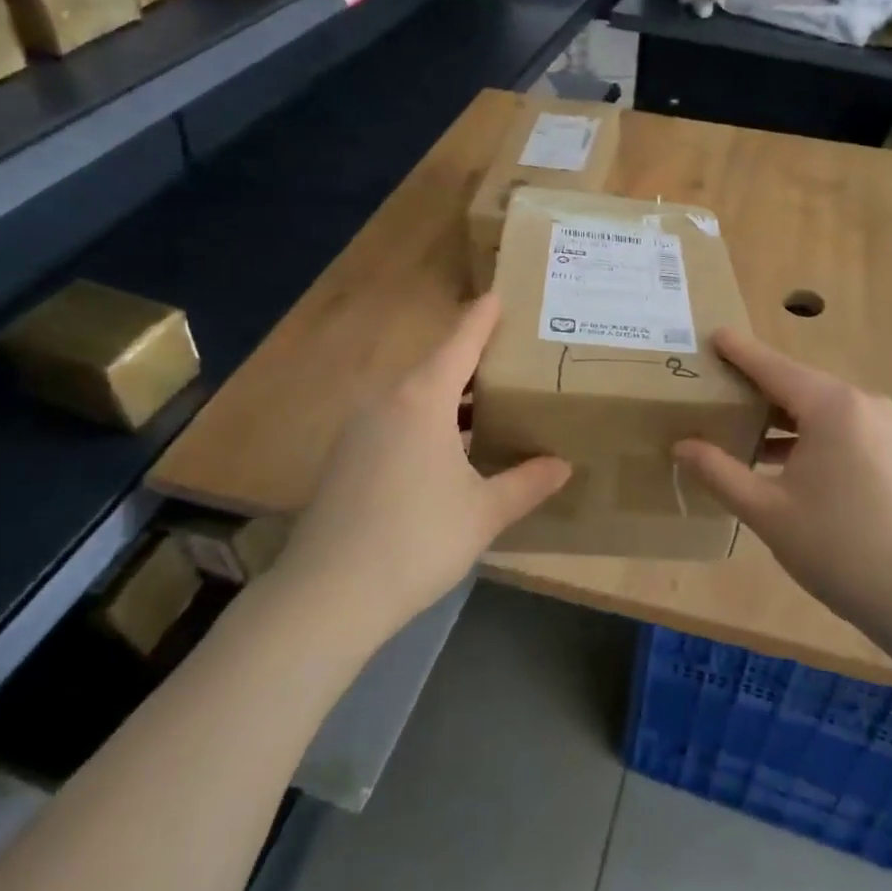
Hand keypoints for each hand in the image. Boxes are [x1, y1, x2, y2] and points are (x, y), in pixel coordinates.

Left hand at [272, 294, 570, 641]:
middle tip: (509, 362)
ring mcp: (359, 430)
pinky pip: (394, 422)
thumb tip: (563, 466)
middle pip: (435, 368)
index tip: (497, 296)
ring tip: (485, 409)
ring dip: (448, 399)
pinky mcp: (344, 459)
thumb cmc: (418, 539)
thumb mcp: (484, 512)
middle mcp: (387, 402)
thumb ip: (526, 483)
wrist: (328, 595)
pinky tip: (444, 454)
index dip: (481, 320)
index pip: (460, 344)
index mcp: (423, 400)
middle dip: (471, 364)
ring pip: (412, 398)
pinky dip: (425, 423)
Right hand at [674, 330, 891, 651]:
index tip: (712, 335)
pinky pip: (842, 428)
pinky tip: (784, 463)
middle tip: (714, 390)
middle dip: (756, 387)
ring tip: (740, 430)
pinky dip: (808, 435)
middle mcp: (862, 404)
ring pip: (820, 409)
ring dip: (781, 416)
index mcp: (831, 406)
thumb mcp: (769, 512)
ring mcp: (887, 428)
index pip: (772, 366)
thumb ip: (720, 473)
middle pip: (797, 384)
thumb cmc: (842, 550)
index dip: (739, 351)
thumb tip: (681, 446)